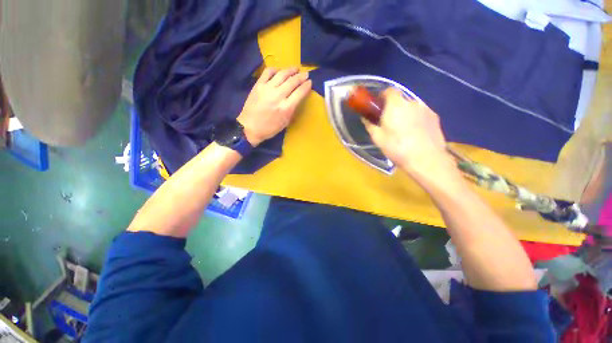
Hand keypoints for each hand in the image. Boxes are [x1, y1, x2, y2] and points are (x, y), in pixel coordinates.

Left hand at [237, 67, 311, 145]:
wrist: (250, 127)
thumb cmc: (270, 128)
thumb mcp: (285, 122)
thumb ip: (293, 110)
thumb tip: (298, 99)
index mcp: (286, 108)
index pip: (300, 92)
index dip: (306, 86)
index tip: (310, 82)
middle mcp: (278, 96)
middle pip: (293, 81)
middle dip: (301, 76)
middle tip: (306, 74)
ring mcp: (267, 88)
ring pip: (282, 74)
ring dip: (291, 70)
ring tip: (296, 68)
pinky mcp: (258, 85)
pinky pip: (268, 72)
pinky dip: (275, 69)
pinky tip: (279, 71)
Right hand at [363, 88, 454, 179]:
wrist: (425, 159)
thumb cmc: (397, 147)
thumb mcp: (377, 138)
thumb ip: (370, 125)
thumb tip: (365, 119)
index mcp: (395, 105)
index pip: (389, 90)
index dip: (383, 96)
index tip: (378, 106)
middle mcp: (411, 102)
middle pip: (401, 99)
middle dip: (393, 107)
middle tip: (389, 121)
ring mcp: (425, 109)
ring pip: (411, 107)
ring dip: (405, 113)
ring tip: (403, 128)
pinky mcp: (435, 117)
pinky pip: (421, 113)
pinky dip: (416, 118)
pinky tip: (415, 132)